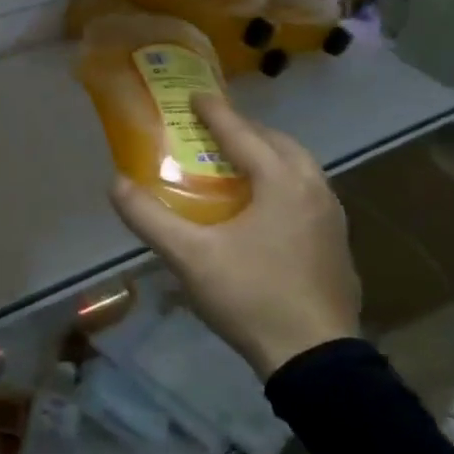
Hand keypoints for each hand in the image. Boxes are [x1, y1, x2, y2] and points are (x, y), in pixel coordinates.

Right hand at [109, 93, 359, 376]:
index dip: (215, 112)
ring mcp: (332, 218)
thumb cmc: (251, 296)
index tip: (194, 95)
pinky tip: (264, 207)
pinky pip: (307, 194)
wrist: (315, 359)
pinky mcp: (337, 244)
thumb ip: (149, 218)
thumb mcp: (189, 257)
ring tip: (238, 164)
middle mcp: (314, 190)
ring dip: (268, 156)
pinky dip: (282, 182)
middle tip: (214, 131)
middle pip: (279, 143)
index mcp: (282, 182)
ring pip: (299, 168)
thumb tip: (116, 184)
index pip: (243, 134)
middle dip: (246, 130)